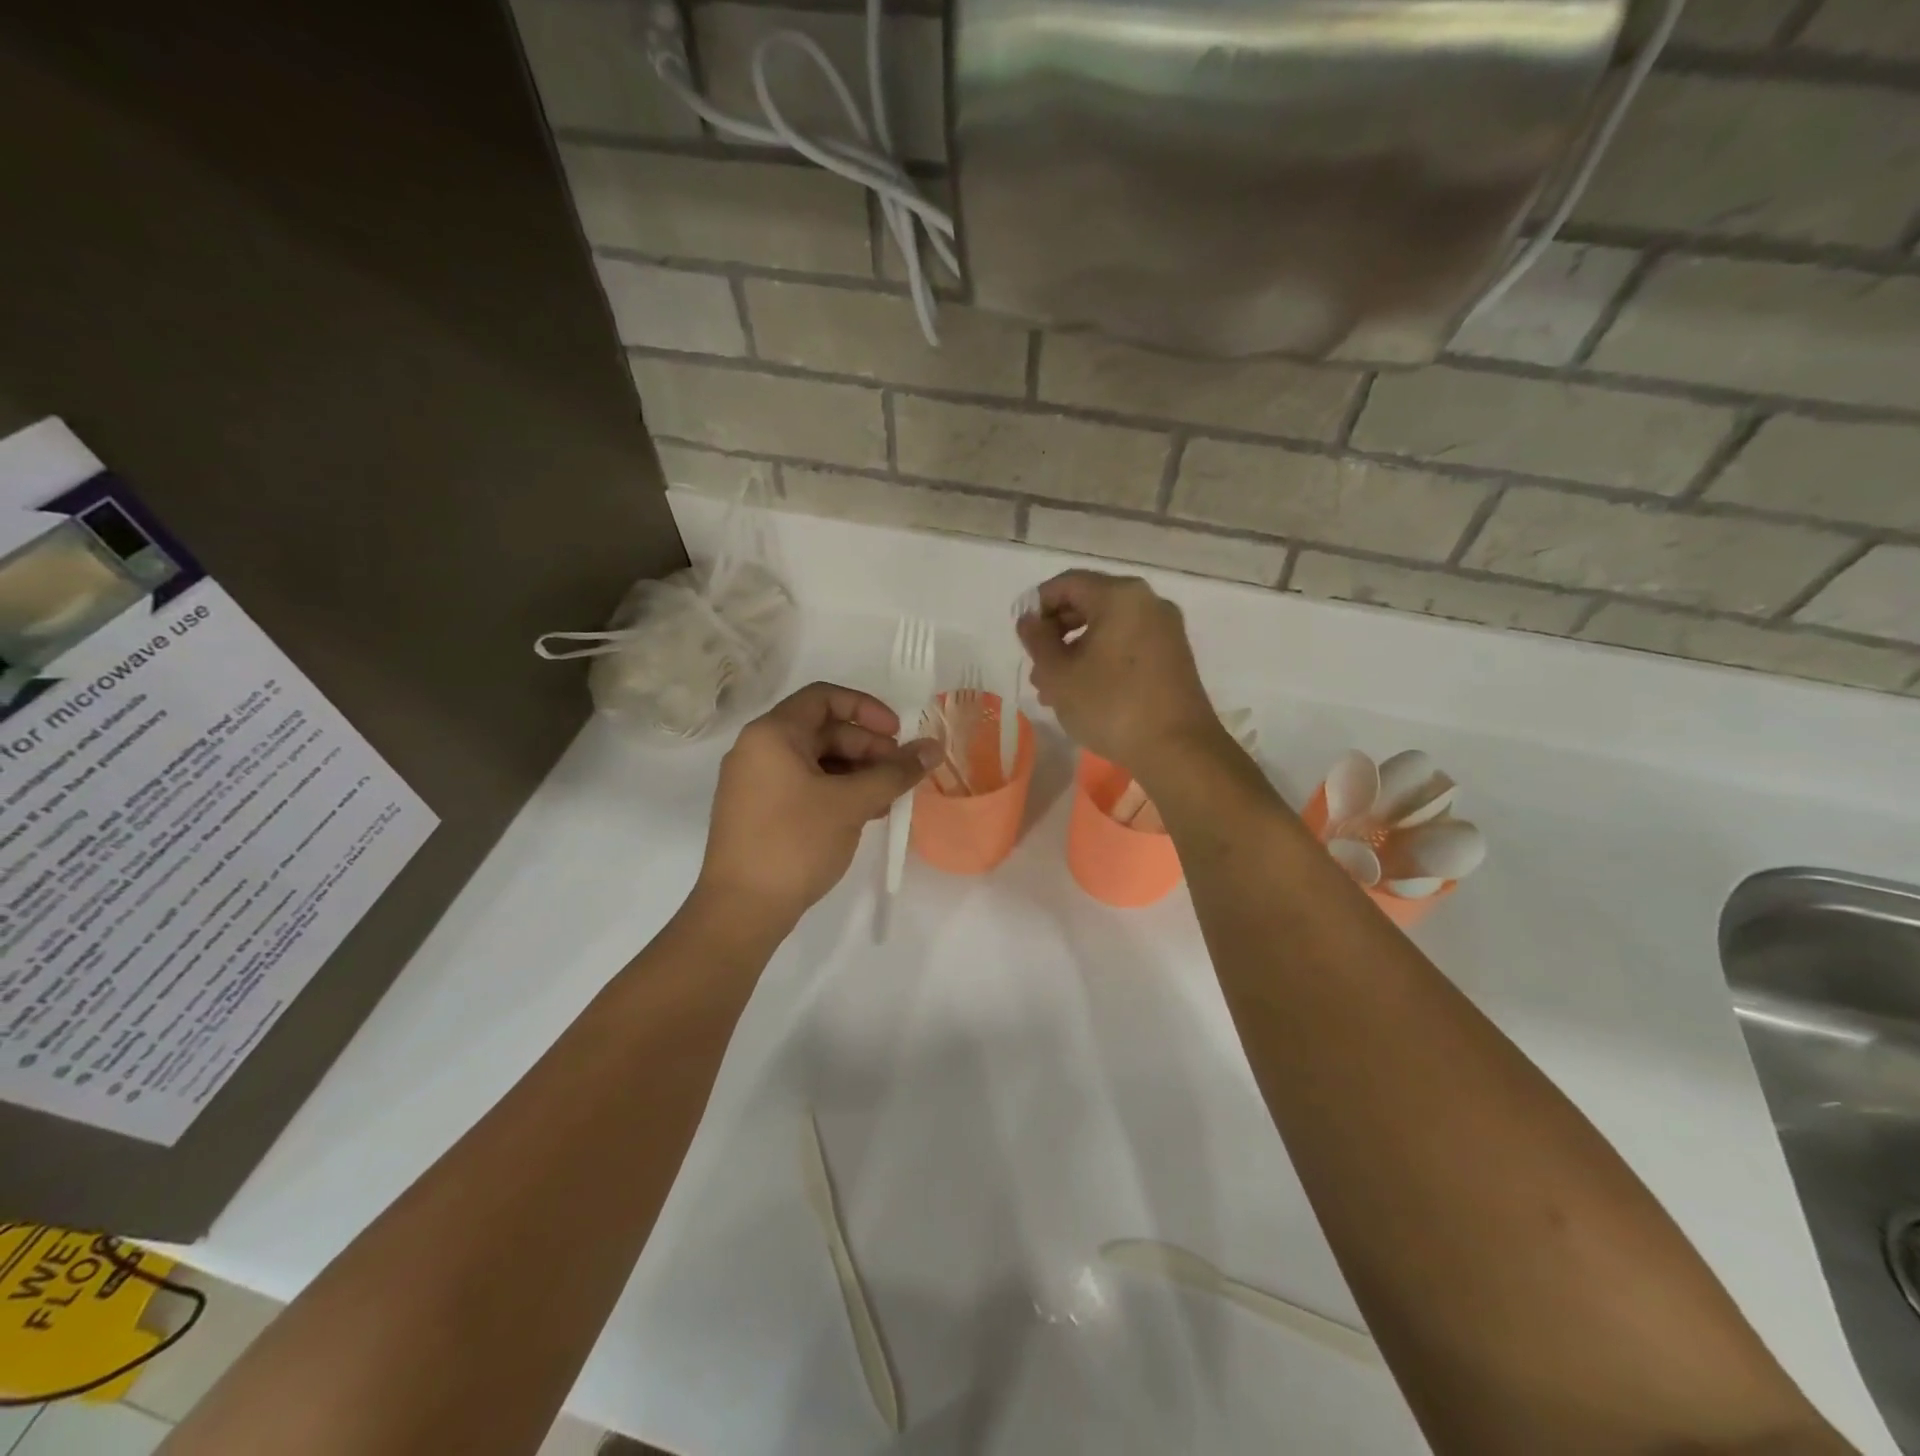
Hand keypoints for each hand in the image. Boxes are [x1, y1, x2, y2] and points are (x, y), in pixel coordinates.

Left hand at [694, 682, 940, 930]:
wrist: (741, 910)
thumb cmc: (795, 843)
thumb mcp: (851, 803)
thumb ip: (895, 772)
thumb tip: (934, 747)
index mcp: (772, 734)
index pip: (824, 697)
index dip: (867, 709)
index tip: (897, 735)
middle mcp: (758, 749)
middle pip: (822, 730)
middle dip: (867, 747)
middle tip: (899, 774)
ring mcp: (755, 782)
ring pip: (816, 761)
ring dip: (857, 772)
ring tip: (888, 799)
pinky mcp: (759, 811)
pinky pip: (804, 785)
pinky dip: (836, 791)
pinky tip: (865, 814)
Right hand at [1017, 570, 1221, 773]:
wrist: (1178, 749)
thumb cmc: (1111, 706)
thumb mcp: (1059, 675)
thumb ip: (1037, 641)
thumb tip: (1029, 620)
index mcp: (1120, 596)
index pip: (1066, 584)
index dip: (1037, 606)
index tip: (1022, 638)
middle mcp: (1147, 602)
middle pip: (1088, 603)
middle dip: (1056, 633)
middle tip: (1037, 668)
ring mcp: (1165, 629)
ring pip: (1107, 628)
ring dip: (1075, 651)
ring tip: (1054, 690)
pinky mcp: (1174, 655)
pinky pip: (1127, 644)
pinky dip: (1101, 659)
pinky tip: (1085, 693)